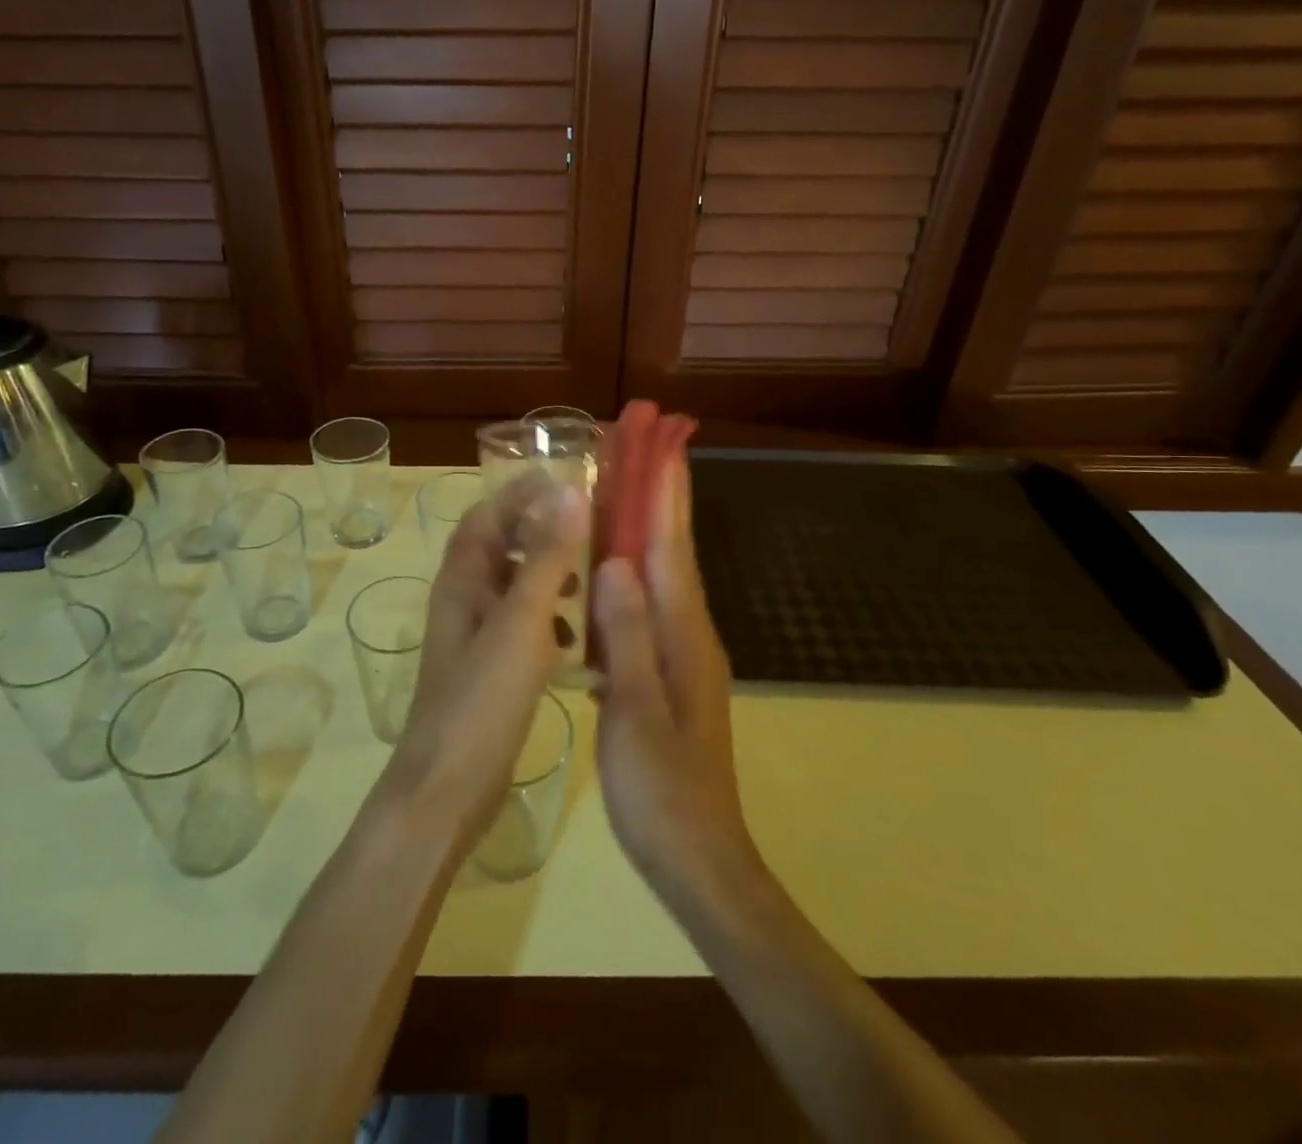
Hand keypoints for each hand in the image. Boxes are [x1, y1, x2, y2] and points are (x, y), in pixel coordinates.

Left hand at [385, 471, 587, 846]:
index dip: (519, 494)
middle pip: (499, 547)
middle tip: (584, 530)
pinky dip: (546, 621)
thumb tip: (569, 493)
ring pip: (512, 588)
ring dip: (545, 576)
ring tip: (584, 583)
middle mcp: (463, 600)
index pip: (486, 516)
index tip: (564, 481)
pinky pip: (519, 627)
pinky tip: (573, 642)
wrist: (447, 787)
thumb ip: (546, 557)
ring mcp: (473, 637)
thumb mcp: (521, 620)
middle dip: (538, 532)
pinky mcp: (487, 670)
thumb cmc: (482, 697)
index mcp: (462, 579)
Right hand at [591, 458, 761, 908]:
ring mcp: (680, 654)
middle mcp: (688, 632)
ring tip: (613, 494)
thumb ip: (629, 635)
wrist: (697, 858)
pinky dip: (627, 576)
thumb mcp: (637, 711)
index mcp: (683, 634)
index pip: (671, 547)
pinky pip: (644, 607)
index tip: (661, 443)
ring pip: (658, 577)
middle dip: (656, 498)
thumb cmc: (662, 789)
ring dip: (642, 531)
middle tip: (633, 452)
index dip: (665, 494)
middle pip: (670, 551)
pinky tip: (603, 575)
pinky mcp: (666, 673)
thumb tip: (617, 561)